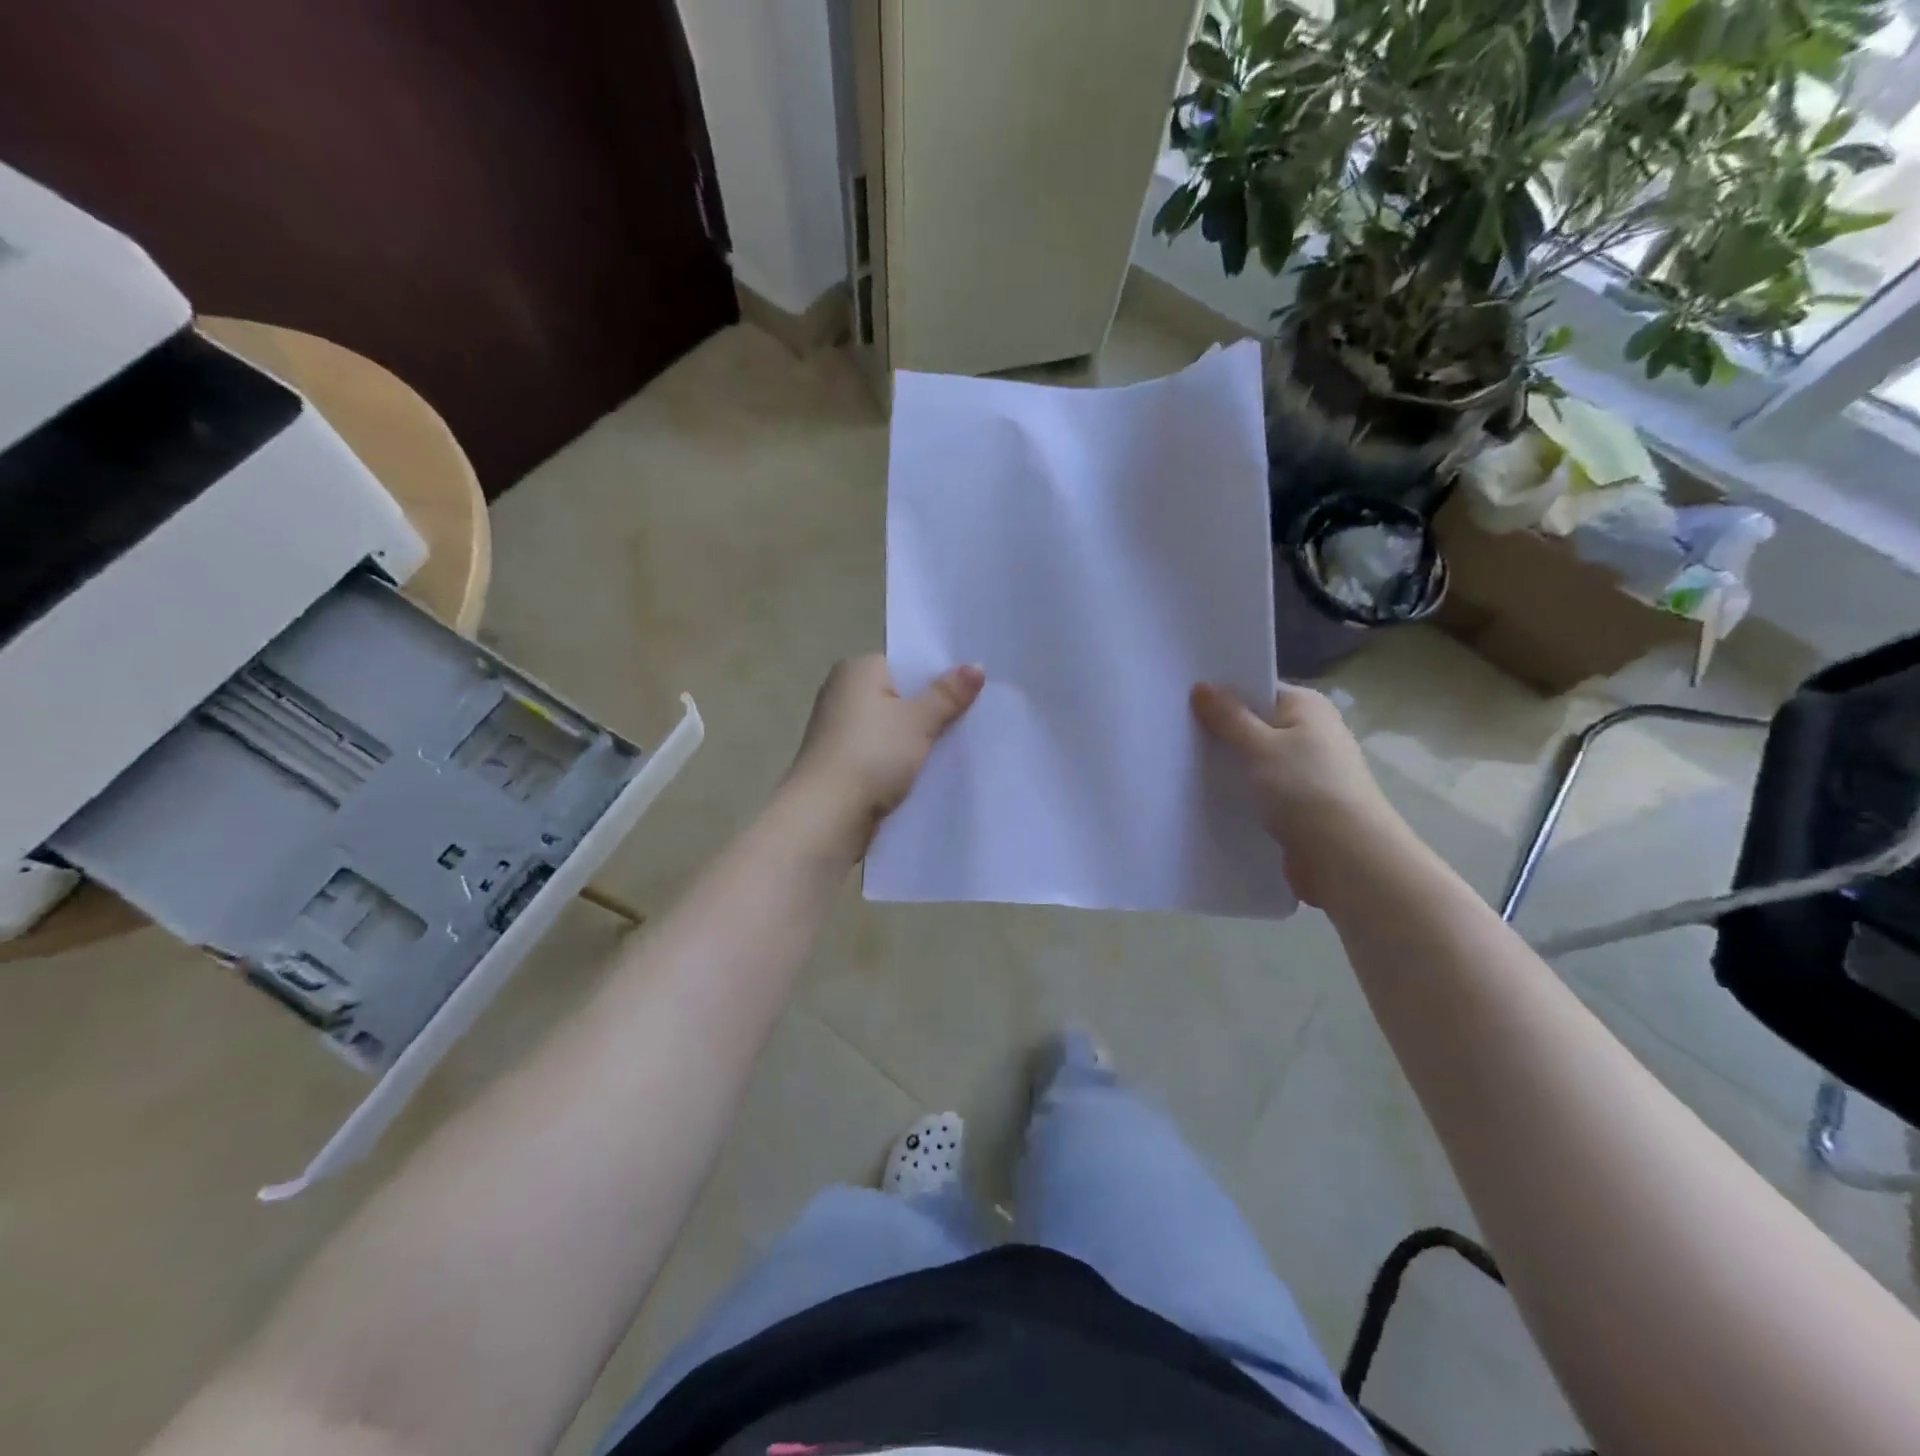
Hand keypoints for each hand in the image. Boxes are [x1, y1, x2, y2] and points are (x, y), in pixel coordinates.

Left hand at [785, 655, 984, 851]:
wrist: (827, 816)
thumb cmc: (872, 755)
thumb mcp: (919, 721)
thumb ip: (948, 694)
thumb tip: (976, 666)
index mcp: (857, 670)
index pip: (905, 664)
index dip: (938, 676)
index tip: (972, 690)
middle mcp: (842, 694)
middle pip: (900, 696)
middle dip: (932, 710)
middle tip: (975, 718)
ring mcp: (839, 731)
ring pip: (892, 729)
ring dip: (918, 740)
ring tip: (959, 746)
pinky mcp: (841, 764)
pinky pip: (882, 754)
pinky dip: (901, 762)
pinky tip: (929, 772)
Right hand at [1192, 681, 1404, 906]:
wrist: (1346, 857)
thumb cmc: (1305, 788)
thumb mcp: (1259, 746)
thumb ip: (1228, 717)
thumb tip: (1201, 686)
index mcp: (1307, 707)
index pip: (1259, 689)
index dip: (1223, 693)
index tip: (1184, 699)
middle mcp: (1311, 733)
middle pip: (1255, 724)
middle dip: (1221, 731)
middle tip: (1173, 732)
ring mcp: (1306, 771)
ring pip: (1255, 760)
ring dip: (1228, 765)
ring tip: (1180, 764)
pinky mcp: (1299, 804)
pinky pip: (1260, 789)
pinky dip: (1239, 792)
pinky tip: (1207, 796)